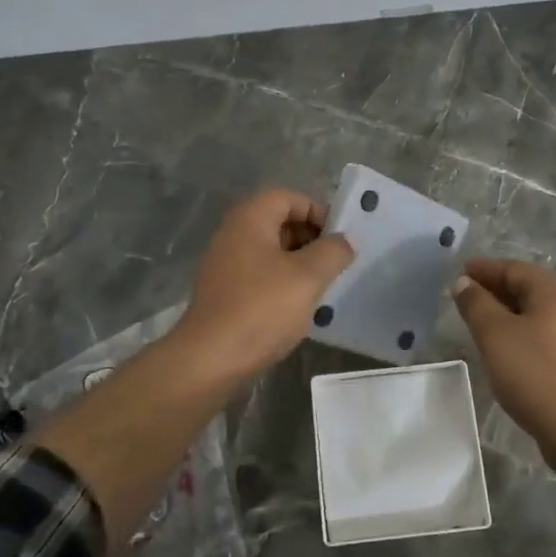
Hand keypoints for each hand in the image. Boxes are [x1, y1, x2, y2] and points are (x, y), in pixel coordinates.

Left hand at [174, 189, 354, 383]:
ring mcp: (225, 264)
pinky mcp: (224, 292)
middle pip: (279, 222)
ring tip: (321, 288)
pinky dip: (282, 283)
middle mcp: (233, 234)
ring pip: (271, 252)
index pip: (289, 198)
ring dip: (299, 264)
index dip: (318, 212)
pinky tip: (298, 308)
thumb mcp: (308, 276)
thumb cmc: (262, 308)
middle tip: (334, 265)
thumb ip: (333, 252)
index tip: (339, 240)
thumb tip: (344, 240)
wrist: (211, 359)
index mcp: (250, 219)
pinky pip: (260, 276)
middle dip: (311, 239)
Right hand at [452, 258, 555, 467]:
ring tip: (478, 322)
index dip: (484, 269)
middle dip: (494, 289)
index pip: (513, 269)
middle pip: (526, 288)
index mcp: (554, 291)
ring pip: (533, 313)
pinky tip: (502, 348)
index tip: (459, 273)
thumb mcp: (494, 334)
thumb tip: (464, 282)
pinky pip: (541, 334)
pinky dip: (518, 332)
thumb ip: (476, 304)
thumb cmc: (533, 372)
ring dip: (505, 312)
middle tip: (464, 297)